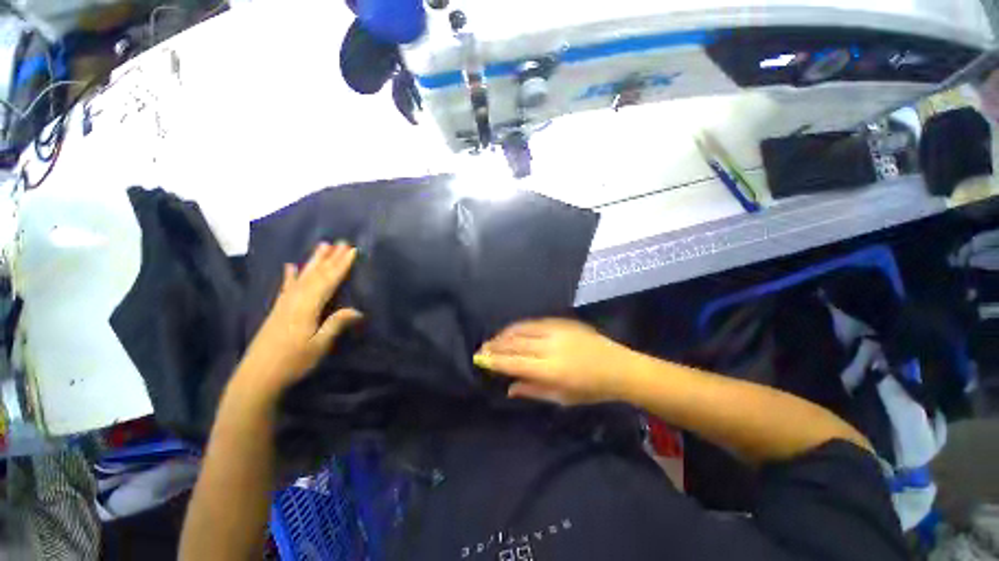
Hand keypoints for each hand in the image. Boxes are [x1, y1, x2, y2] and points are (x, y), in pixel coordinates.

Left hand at [234, 242, 362, 397]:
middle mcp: (294, 300)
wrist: (256, 378)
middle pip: (315, 275)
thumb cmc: (292, 363)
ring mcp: (284, 304)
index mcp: (306, 307)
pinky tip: (290, 266)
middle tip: (341, 241)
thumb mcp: (318, 346)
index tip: (352, 251)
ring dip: (314, 261)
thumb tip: (358, 310)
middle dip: (330, 258)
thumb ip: (336, 325)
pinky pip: (286, 287)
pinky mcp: (277, 310)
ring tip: (322, 245)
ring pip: (302, 276)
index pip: (328, 281)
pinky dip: (290, 276)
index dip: (341, 266)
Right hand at [474, 318, 637, 405]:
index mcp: (551, 370)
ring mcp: (557, 331)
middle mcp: (551, 347)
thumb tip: (509, 388)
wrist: (619, 366)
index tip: (480, 358)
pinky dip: (520, 326)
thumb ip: (533, 391)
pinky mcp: (562, 322)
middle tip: (482, 347)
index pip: (514, 363)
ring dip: (505, 333)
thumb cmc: (591, 389)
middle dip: (495, 345)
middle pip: (515, 344)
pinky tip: (512, 329)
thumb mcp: (562, 398)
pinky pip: (534, 322)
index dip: (495, 360)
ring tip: (493, 338)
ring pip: (523, 329)